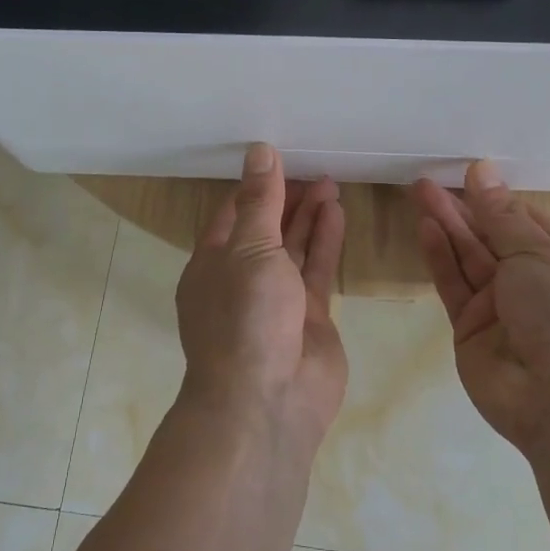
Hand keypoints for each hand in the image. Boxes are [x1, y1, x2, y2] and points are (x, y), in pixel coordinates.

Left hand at [176, 144, 348, 444]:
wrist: (268, 400)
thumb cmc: (245, 316)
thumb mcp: (248, 248)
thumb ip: (260, 200)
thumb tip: (259, 150)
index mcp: (211, 264)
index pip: (232, 214)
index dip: (255, 187)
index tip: (278, 158)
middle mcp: (241, 279)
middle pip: (265, 229)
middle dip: (287, 199)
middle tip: (315, 168)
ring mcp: (276, 300)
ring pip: (293, 248)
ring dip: (310, 216)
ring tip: (330, 182)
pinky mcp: (308, 317)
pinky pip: (316, 270)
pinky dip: (326, 242)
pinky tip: (338, 212)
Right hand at [412, 161, 549, 454]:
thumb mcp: (539, 253)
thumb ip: (502, 215)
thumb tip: (483, 170)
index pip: (525, 222)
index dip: (496, 198)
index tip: (468, 172)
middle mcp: (531, 282)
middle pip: (490, 237)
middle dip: (462, 208)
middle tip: (428, 180)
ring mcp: (498, 307)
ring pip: (467, 258)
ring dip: (445, 225)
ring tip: (418, 191)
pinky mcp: (469, 328)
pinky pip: (453, 285)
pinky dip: (439, 256)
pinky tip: (425, 227)